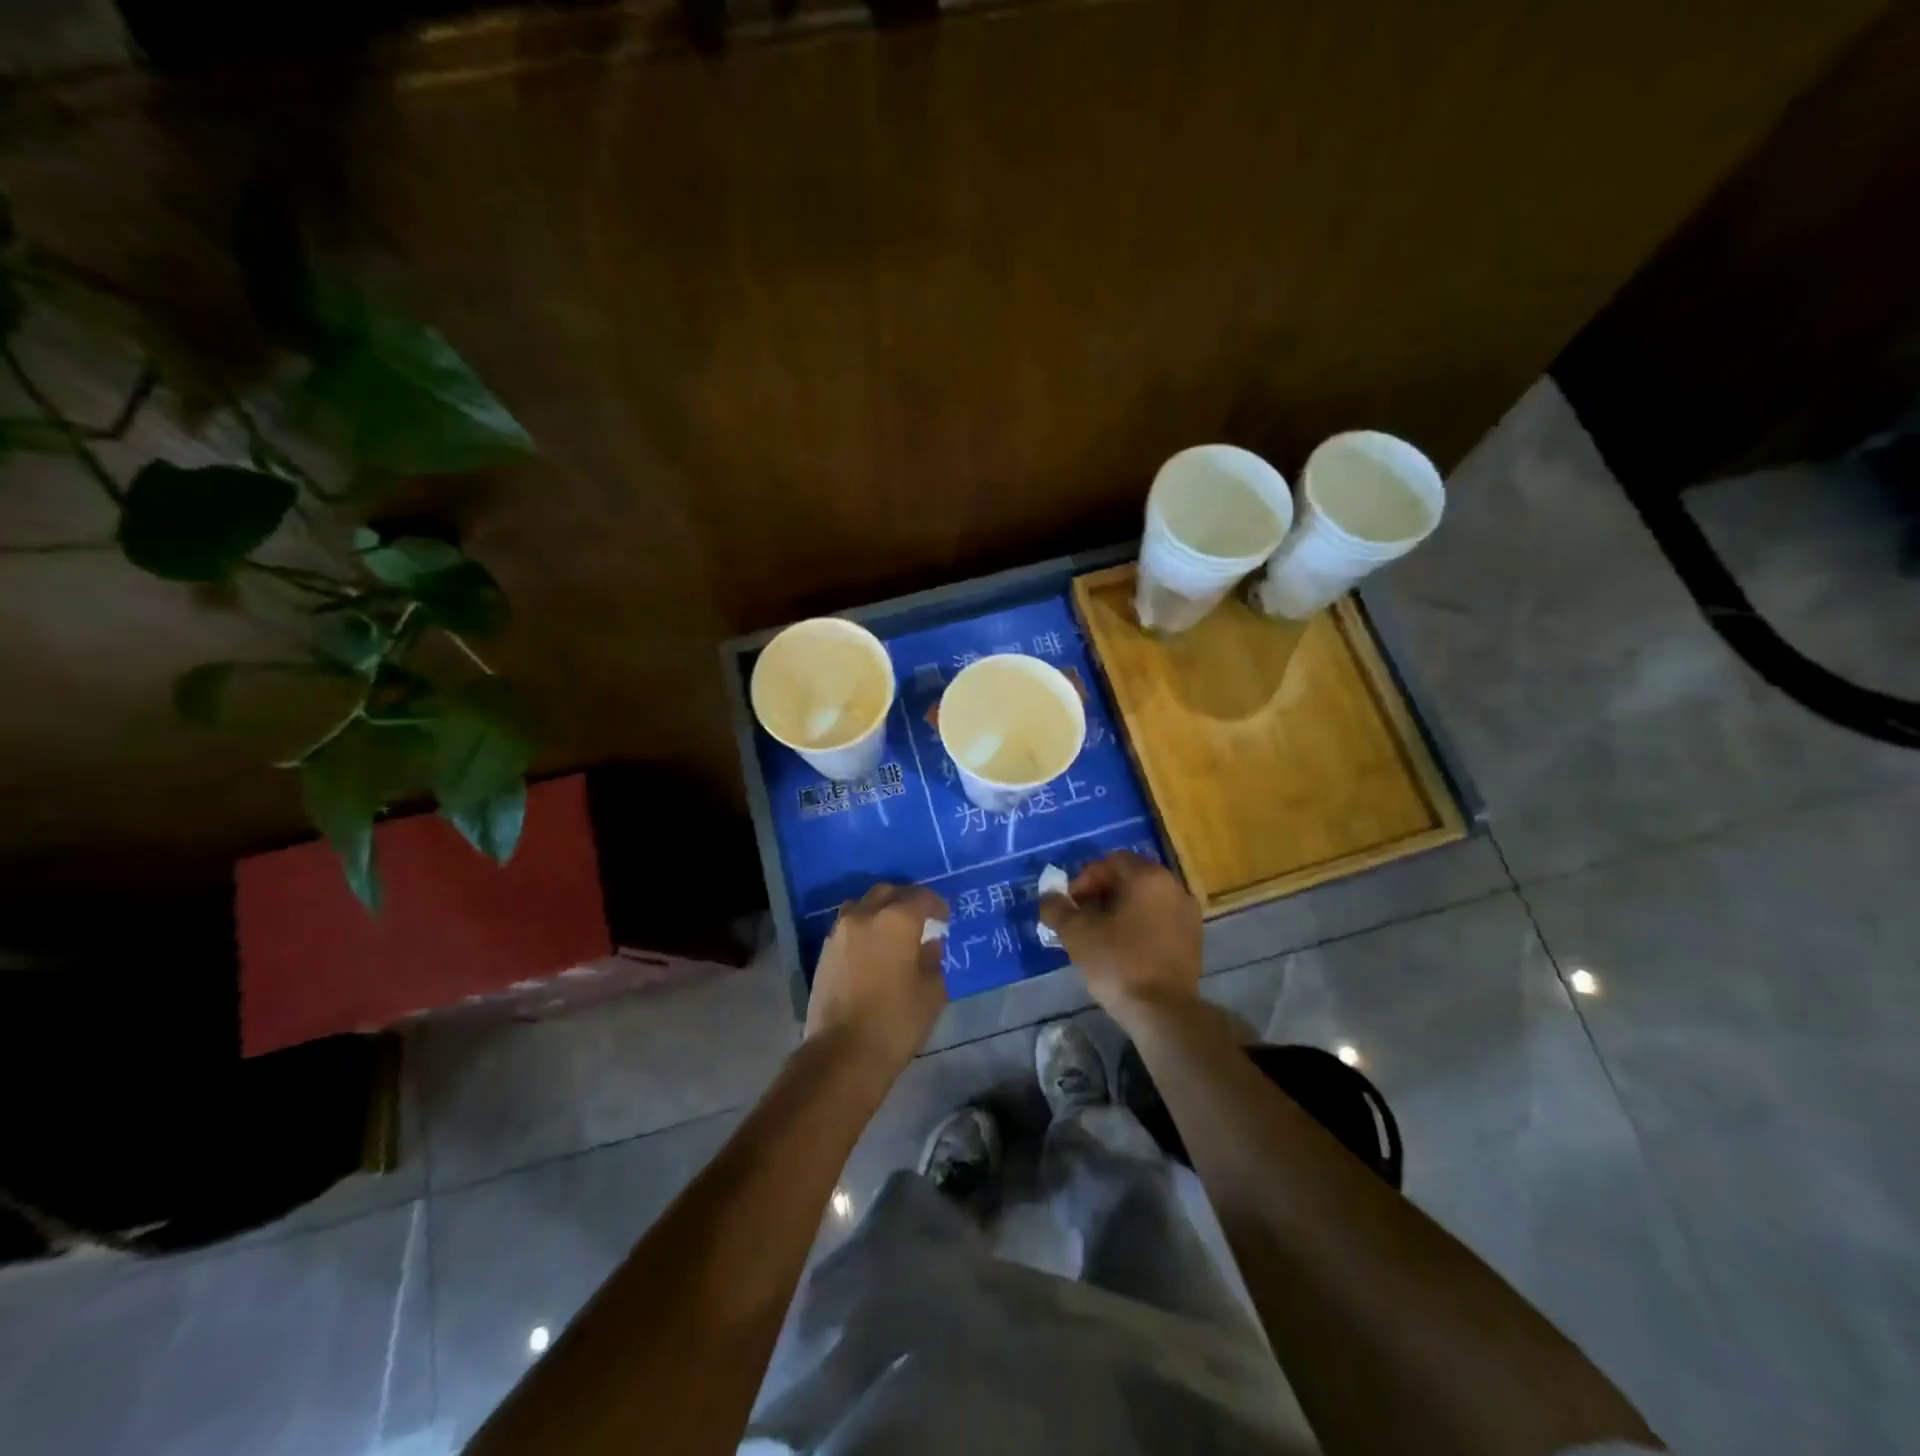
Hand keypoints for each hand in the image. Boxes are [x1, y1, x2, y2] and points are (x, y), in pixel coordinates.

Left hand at [805, 883, 949, 1079]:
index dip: (937, 905)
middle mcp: (865, 915)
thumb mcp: (932, 993)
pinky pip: (848, 926)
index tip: (944, 920)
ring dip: (880, 911)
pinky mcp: (824, 951)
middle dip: (906, 901)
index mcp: (896, 920)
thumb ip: (933, 959)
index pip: (922, 897)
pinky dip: (863, 929)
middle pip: (888, 893)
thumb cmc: (896, 1022)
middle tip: (920, 921)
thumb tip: (928, 944)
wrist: (842, 1053)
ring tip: (892, 933)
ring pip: (863, 905)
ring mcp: (840, 931)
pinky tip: (872, 950)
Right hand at [1039, 851, 1201, 1028]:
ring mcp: (1188, 914)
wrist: (1164, 1013)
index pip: (1111, 862)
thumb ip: (1057, 908)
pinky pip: (1160, 920)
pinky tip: (1123, 950)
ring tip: (1100, 935)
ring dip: (1121, 910)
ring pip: (1146, 900)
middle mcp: (1173, 887)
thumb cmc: (1119, 964)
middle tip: (1081, 918)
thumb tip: (1048, 897)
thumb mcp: (1077, 934)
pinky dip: (1140, 926)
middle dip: (1102, 894)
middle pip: (1130, 878)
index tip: (1070, 905)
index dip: (1085, 879)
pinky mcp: (1193, 940)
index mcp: (1148, 877)